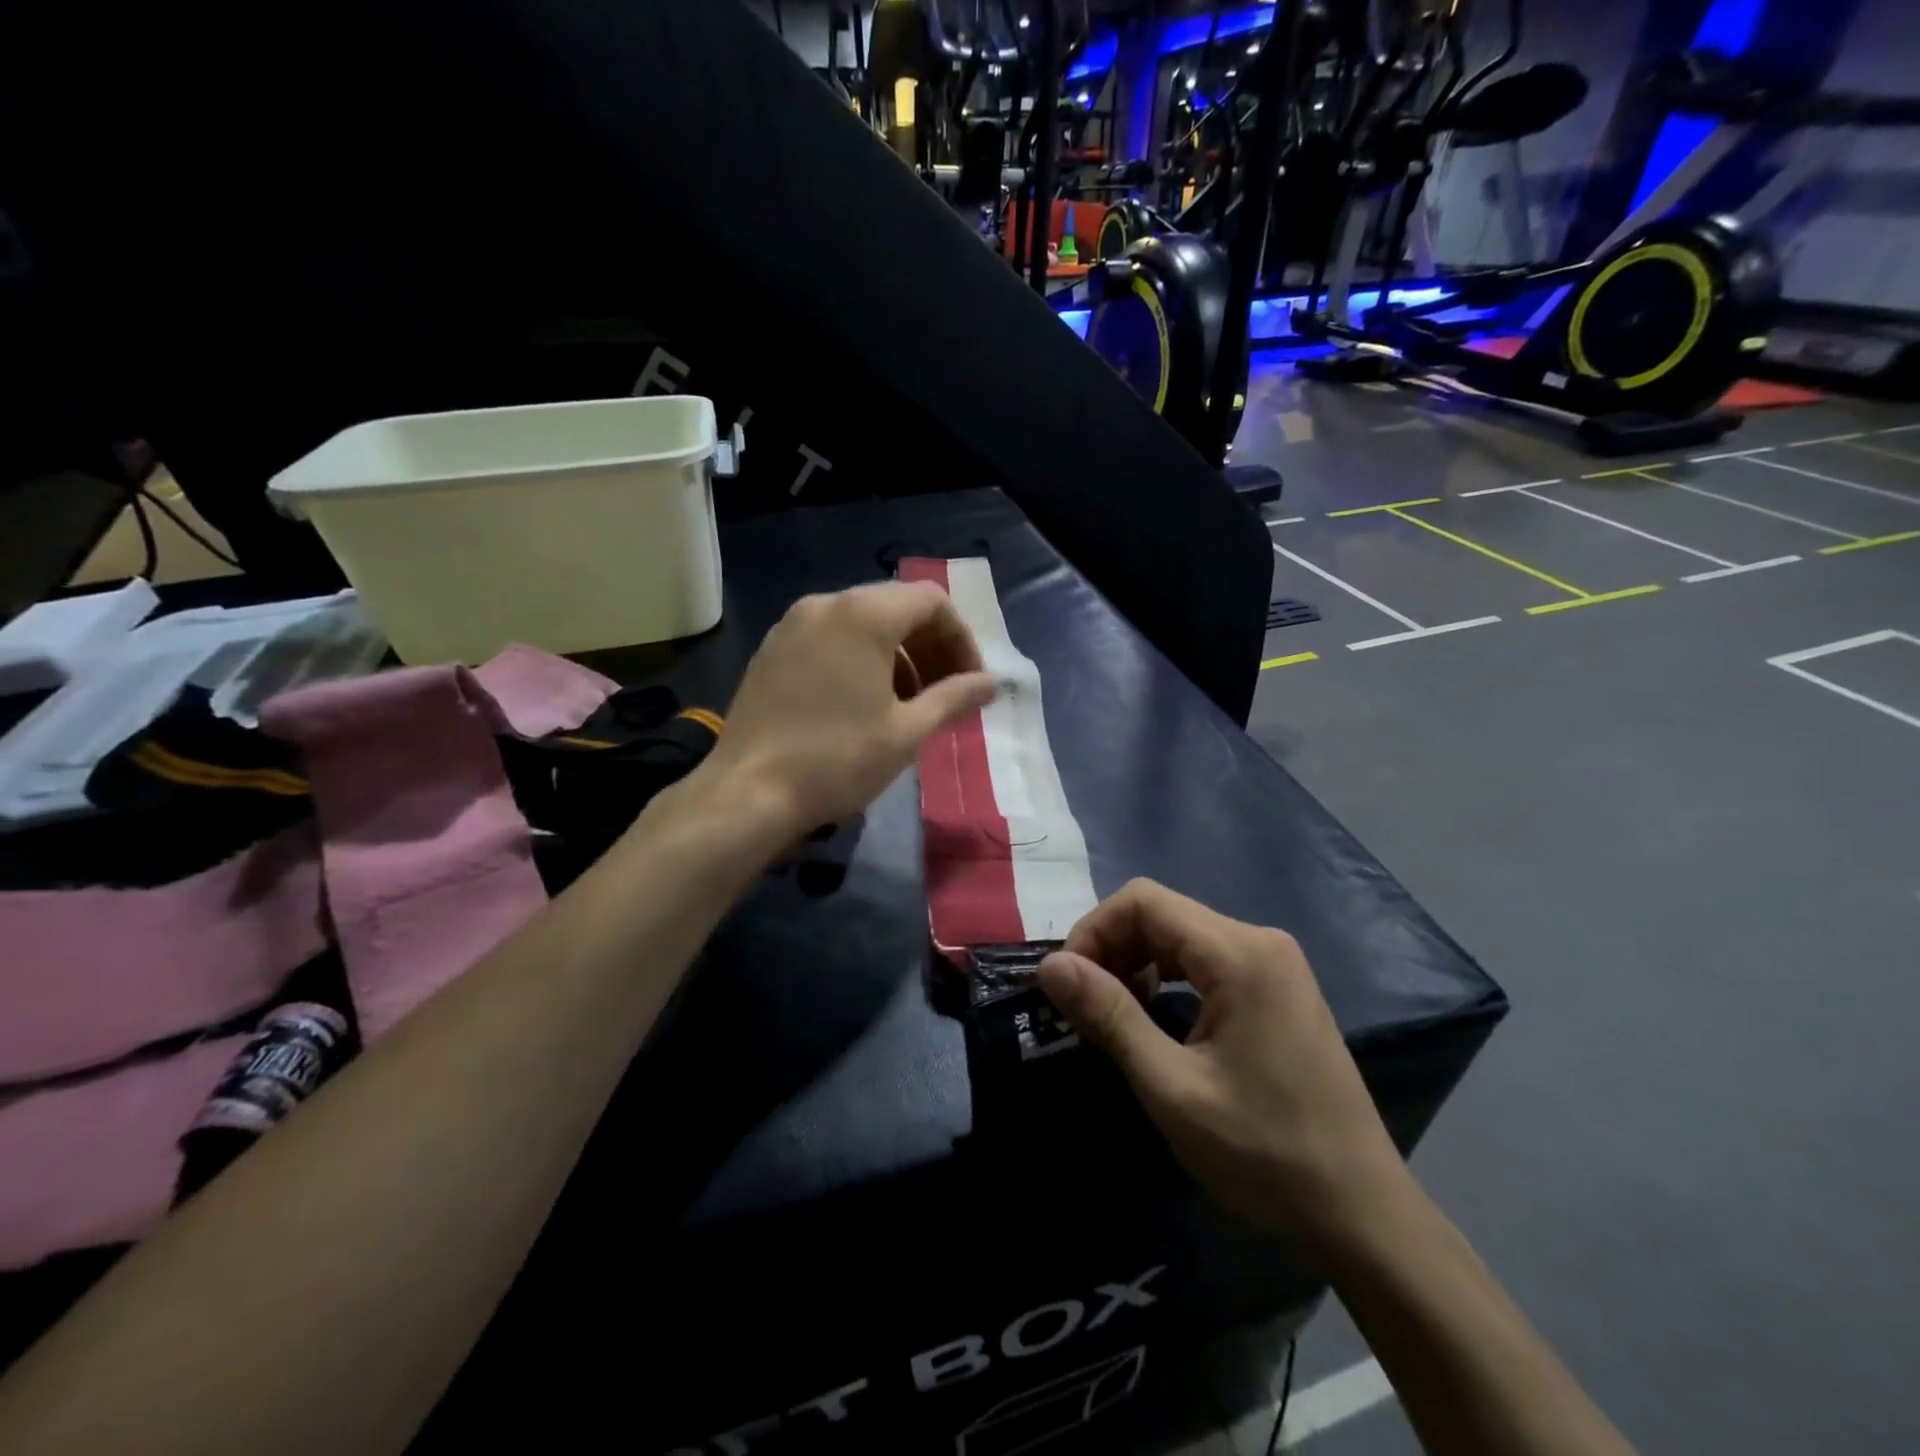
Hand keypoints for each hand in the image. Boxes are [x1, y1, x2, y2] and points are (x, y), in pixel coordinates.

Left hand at [697, 582, 997, 835]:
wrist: (748, 793)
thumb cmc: (838, 759)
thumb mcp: (908, 731)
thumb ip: (955, 698)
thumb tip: (992, 683)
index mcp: (863, 614)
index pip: (931, 602)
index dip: (961, 639)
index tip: (970, 682)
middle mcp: (826, 604)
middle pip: (896, 608)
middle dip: (930, 648)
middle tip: (946, 695)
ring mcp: (792, 625)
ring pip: (862, 624)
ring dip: (897, 656)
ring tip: (908, 705)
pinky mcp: (771, 650)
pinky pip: (830, 639)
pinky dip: (860, 659)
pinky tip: (863, 705)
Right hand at [1038, 880, 1410, 1257]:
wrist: (1362, 1214)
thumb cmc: (1263, 1153)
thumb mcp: (1171, 1087)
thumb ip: (1109, 1015)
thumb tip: (1050, 965)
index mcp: (1239, 953)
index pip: (1142, 901)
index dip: (1092, 931)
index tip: (1067, 985)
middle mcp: (1259, 941)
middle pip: (1161, 913)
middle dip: (1111, 948)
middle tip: (1083, 1006)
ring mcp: (1275, 964)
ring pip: (1181, 934)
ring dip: (1136, 962)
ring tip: (1113, 1013)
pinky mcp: (1278, 988)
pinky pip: (1206, 959)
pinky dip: (1167, 976)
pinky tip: (1156, 1016)